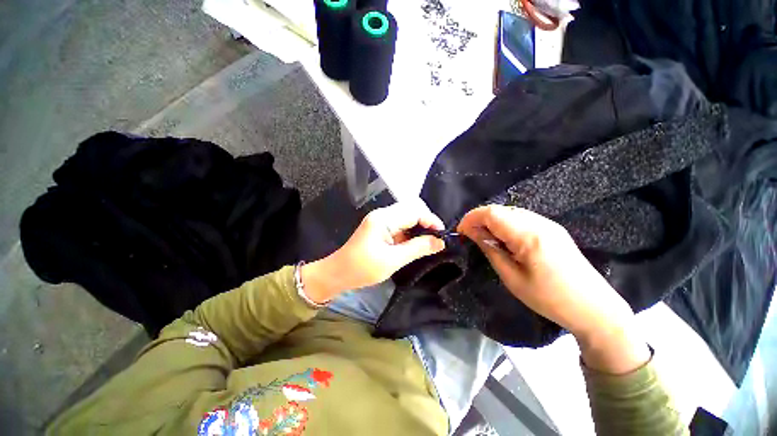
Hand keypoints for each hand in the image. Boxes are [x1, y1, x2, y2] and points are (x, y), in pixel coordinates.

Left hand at [301, 201, 445, 303]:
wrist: (338, 273)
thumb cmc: (362, 268)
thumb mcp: (393, 261)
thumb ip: (418, 248)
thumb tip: (440, 242)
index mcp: (384, 219)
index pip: (414, 211)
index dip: (431, 220)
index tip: (442, 235)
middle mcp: (383, 214)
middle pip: (411, 208)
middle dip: (426, 221)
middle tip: (435, 238)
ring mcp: (381, 219)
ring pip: (407, 215)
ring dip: (419, 226)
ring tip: (428, 241)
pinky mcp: (380, 227)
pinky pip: (401, 223)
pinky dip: (411, 231)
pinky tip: (415, 242)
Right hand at [458, 205, 649, 373]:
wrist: (593, 308)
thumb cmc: (549, 298)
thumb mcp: (512, 278)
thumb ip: (491, 249)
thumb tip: (472, 232)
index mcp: (529, 236)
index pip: (492, 214)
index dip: (471, 218)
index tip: (460, 231)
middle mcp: (540, 223)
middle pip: (500, 209)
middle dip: (479, 219)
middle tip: (470, 236)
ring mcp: (549, 224)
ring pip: (510, 212)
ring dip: (492, 221)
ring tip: (484, 238)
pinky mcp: (553, 229)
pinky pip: (522, 218)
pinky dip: (505, 224)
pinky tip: (503, 239)